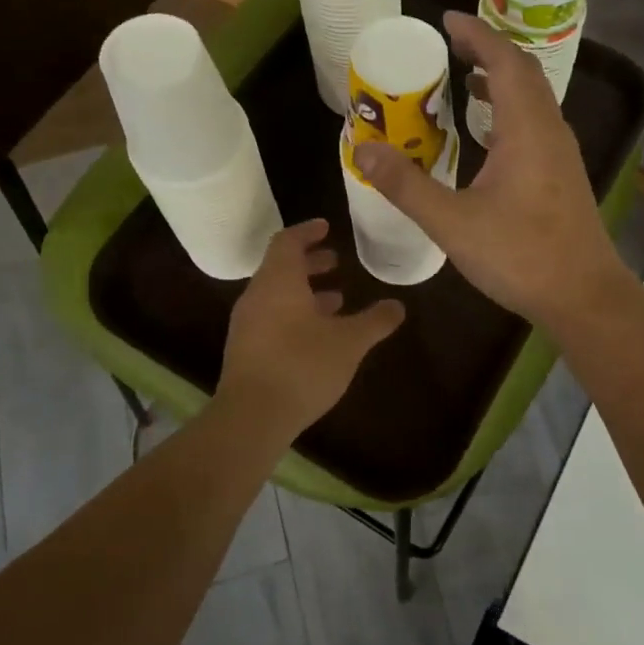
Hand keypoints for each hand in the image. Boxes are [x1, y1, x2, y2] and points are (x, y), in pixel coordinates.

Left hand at [217, 219, 404, 436]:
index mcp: (279, 281)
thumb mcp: (349, 342)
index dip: (308, 231)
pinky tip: (318, 335)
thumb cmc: (302, 366)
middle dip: (310, 262)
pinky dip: (294, 314)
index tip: (327, 227)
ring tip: (336, 300)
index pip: (288, 241)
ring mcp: (247, 324)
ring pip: (277, 294)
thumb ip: (375, 321)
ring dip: (305, 291)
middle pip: (281, 267)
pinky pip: (271, 318)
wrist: (251, 417)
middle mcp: (257, 296)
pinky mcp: (245, 350)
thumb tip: (398, 306)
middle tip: (336, 262)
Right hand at [353, 12, 633, 327]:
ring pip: (532, 99)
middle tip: (450, 45)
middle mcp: (550, 130)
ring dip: (501, 81)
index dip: (477, 35)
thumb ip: (406, 186)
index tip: (446, 20)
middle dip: (487, 51)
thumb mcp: (453, 222)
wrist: (584, 296)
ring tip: (465, 80)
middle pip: (523, 73)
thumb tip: (362, 150)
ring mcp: (561, 153)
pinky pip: (534, 124)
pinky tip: (487, 135)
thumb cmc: (521, 256)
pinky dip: (509, 112)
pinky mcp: (562, 175)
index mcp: (527, 129)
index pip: (505, 61)